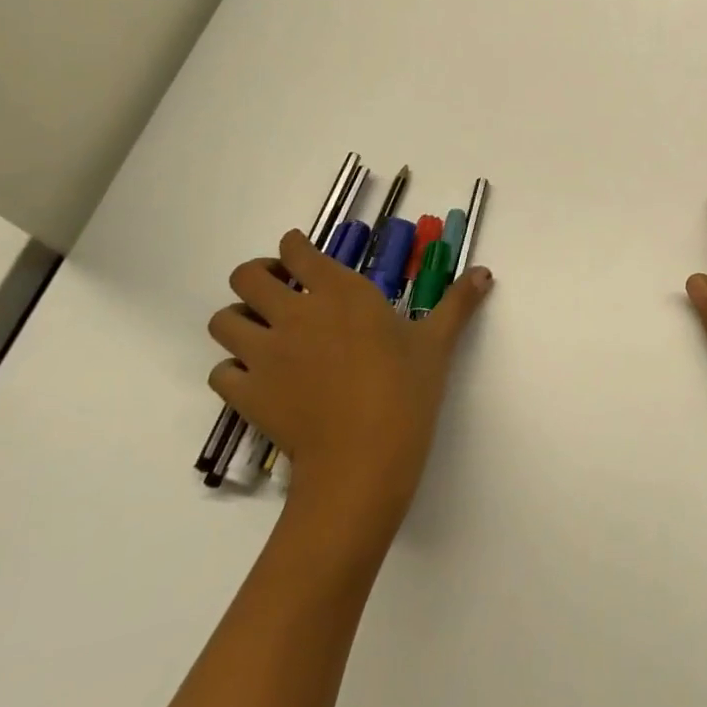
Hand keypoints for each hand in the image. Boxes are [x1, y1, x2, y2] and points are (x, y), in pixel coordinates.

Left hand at [207, 229, 493, 549]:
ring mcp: (264, 353)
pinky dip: (233, 370)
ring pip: (223, 320)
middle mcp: (294, 312)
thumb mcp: (437, 342)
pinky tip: (257, 379)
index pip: (295, 248)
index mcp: (339, 291)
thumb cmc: (405, 390)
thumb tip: (486, 272)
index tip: (303, 258)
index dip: (294, 247)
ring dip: (238, 320)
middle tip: (281, 292)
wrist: (363, 459)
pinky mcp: (246, 393)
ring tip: (263, 333)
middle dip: (258, 276)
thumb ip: (458, 302)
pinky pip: (220, 371)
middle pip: (246, 275)